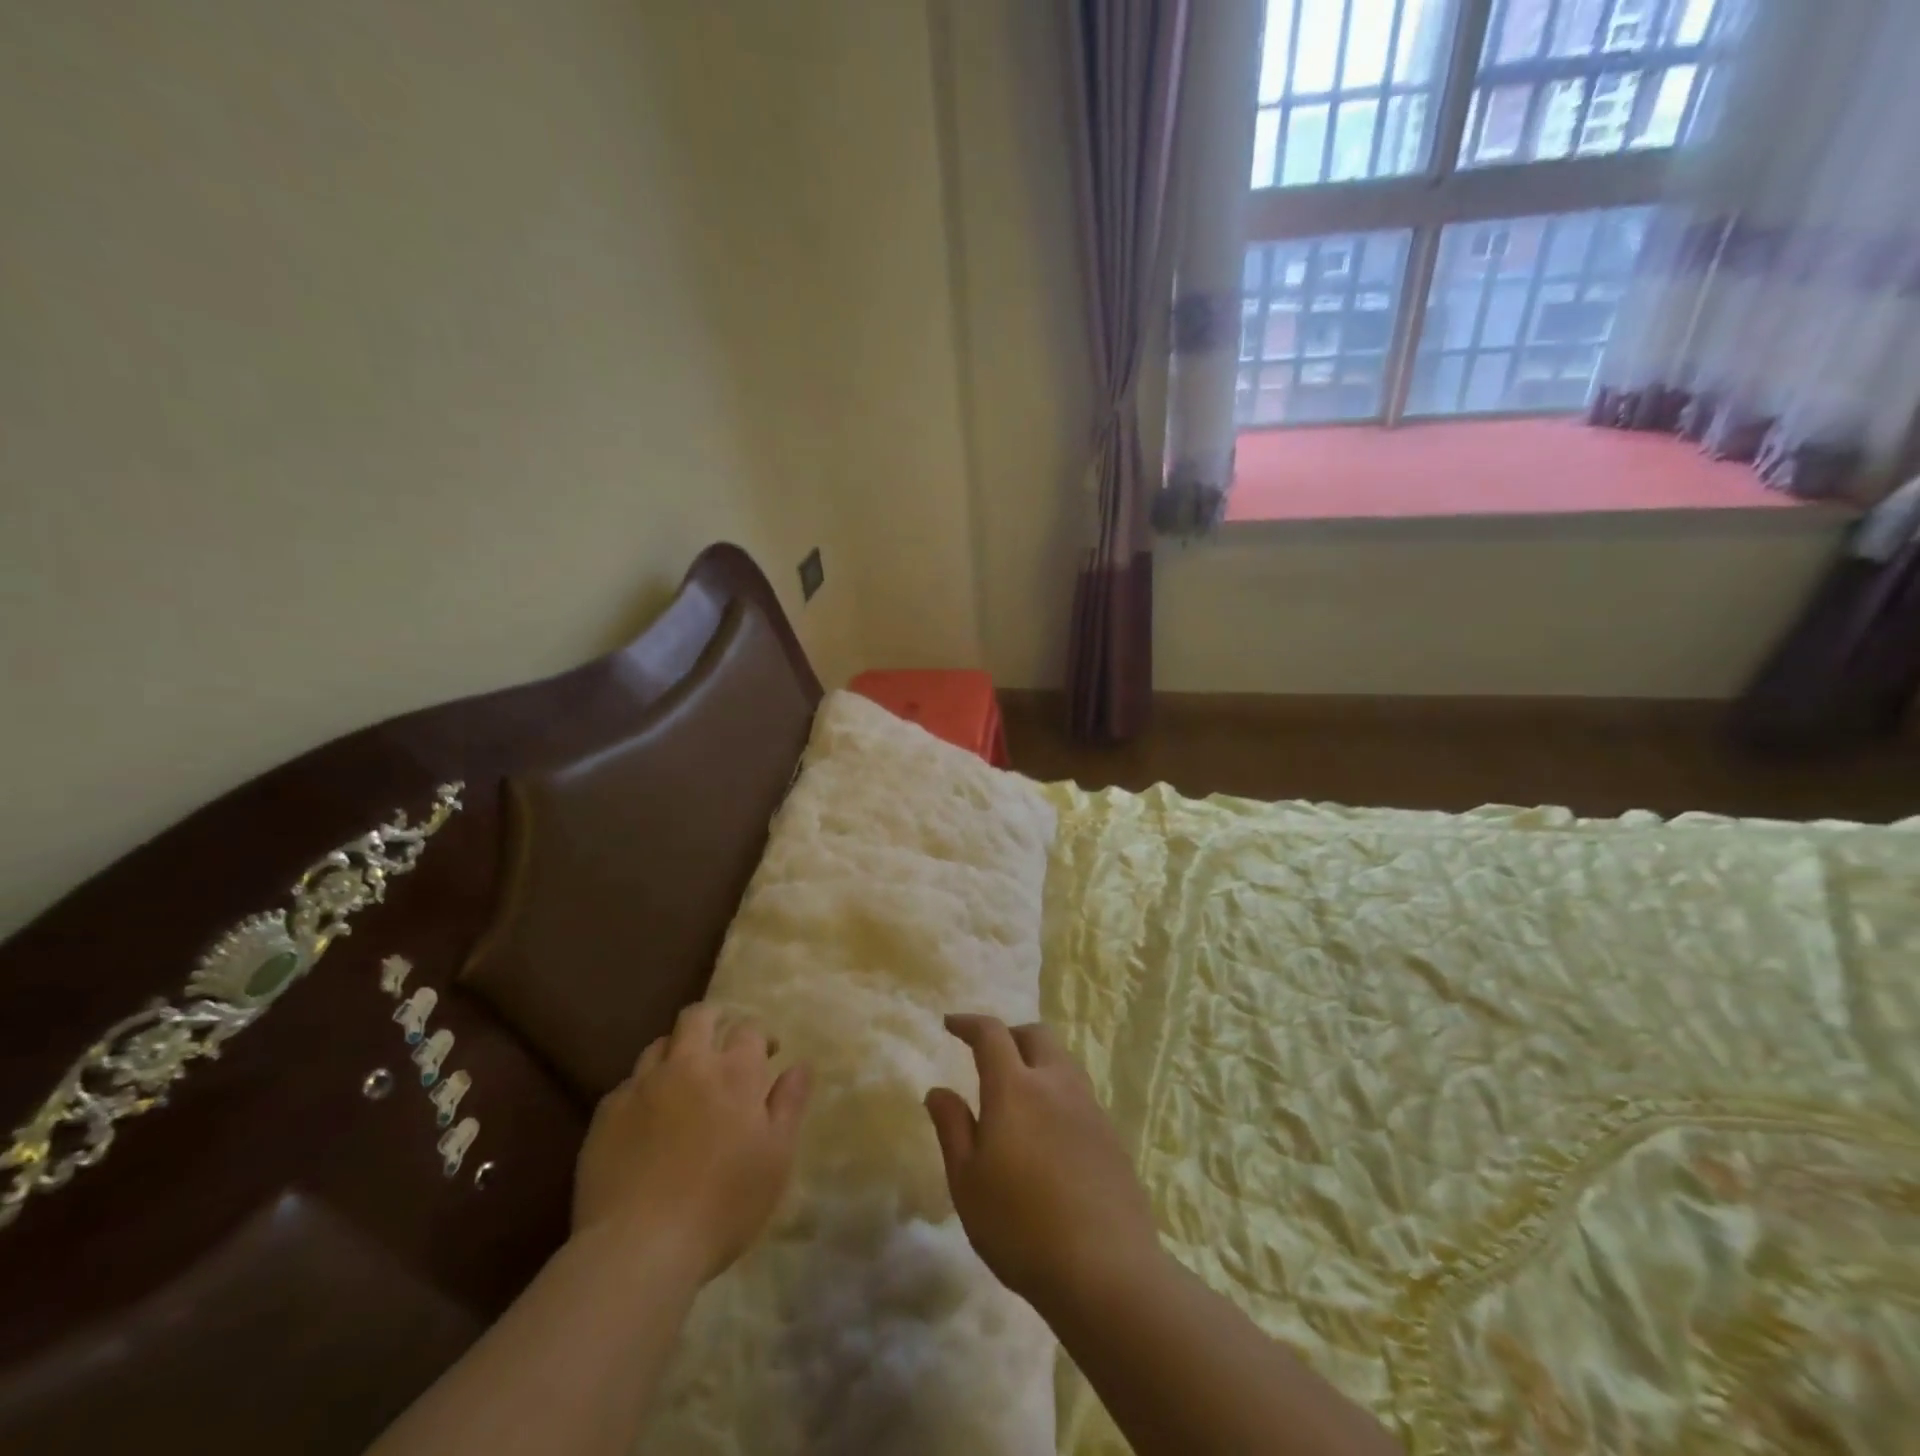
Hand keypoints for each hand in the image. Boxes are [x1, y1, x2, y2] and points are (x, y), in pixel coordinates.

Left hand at [573, 1002, 810, 1283]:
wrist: (638, 1248)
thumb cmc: (722, 1205)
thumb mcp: (775, 1158)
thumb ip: (789, 1104)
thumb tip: (800, 1065)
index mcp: (734, 1073)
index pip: (749, 1029)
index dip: (760, 1036)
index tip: (767, 1054)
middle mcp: (688, 1065)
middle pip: (698, 1017)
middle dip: (714, 1019)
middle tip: (722, 1040)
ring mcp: (642, 1086)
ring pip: (659, 1045)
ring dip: (676, 1051)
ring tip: (683, 1077)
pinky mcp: (607, 1113)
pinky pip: (628, 1085)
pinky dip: (643, 1090)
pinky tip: (646, 1118)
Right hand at [924, 1014, 1158, 1313]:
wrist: (1106, 1270)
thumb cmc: (1021, 1227)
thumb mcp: (968, 1182)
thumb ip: (952, 1128)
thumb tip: (938, 1091)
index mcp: (1015, 1087)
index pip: (991, 1034)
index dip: (969, 1023)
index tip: (951, 1025)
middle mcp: (1055, 1084)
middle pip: (1035, 1035)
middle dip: (1009, 1035)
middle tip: (989, 1056)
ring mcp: (1089, 1107)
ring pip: (1062, 1061)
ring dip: (1037, 1061)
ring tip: (1019, 1093)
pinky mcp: (1111, 1134)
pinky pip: (1079, 1093)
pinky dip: (1057, 1092)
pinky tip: (1049, 1131)